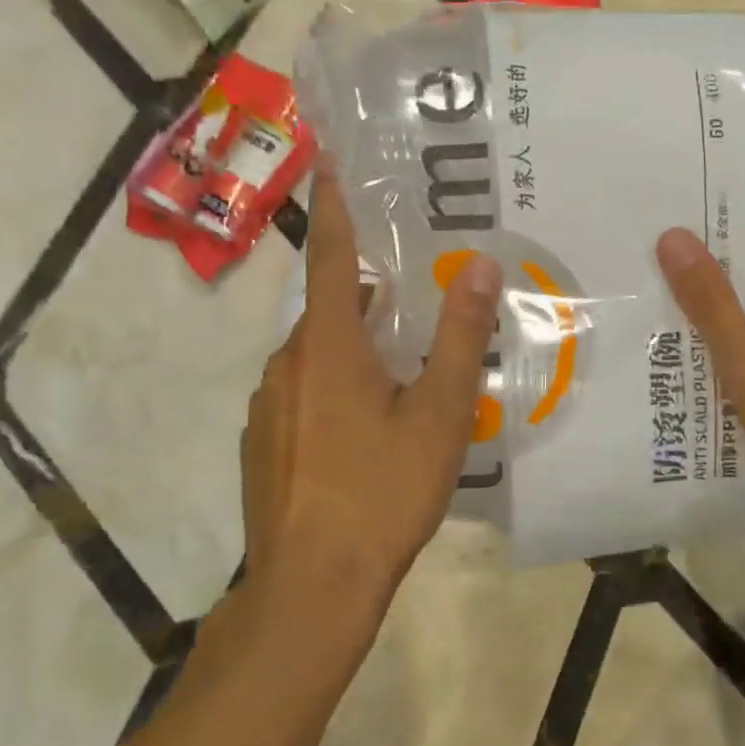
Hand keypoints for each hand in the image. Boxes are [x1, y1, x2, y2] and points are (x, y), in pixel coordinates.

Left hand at [240, 157, 501, 632]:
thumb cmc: (382, 492)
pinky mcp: (263, 442)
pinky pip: (304, 391)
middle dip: (366, 288)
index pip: (330, 254)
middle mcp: (288, 363)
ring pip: (318, 353)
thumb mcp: (438, 414)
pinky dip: (336, 384)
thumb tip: (481, 266)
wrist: (311, 586)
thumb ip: (458, 337)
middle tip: (413, 285)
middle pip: (329, 306)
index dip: (333, 204)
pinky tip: (368, 425)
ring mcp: (268, 405)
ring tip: (402, 361)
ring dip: (354, 343)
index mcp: (329, 345)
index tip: (328, 159)